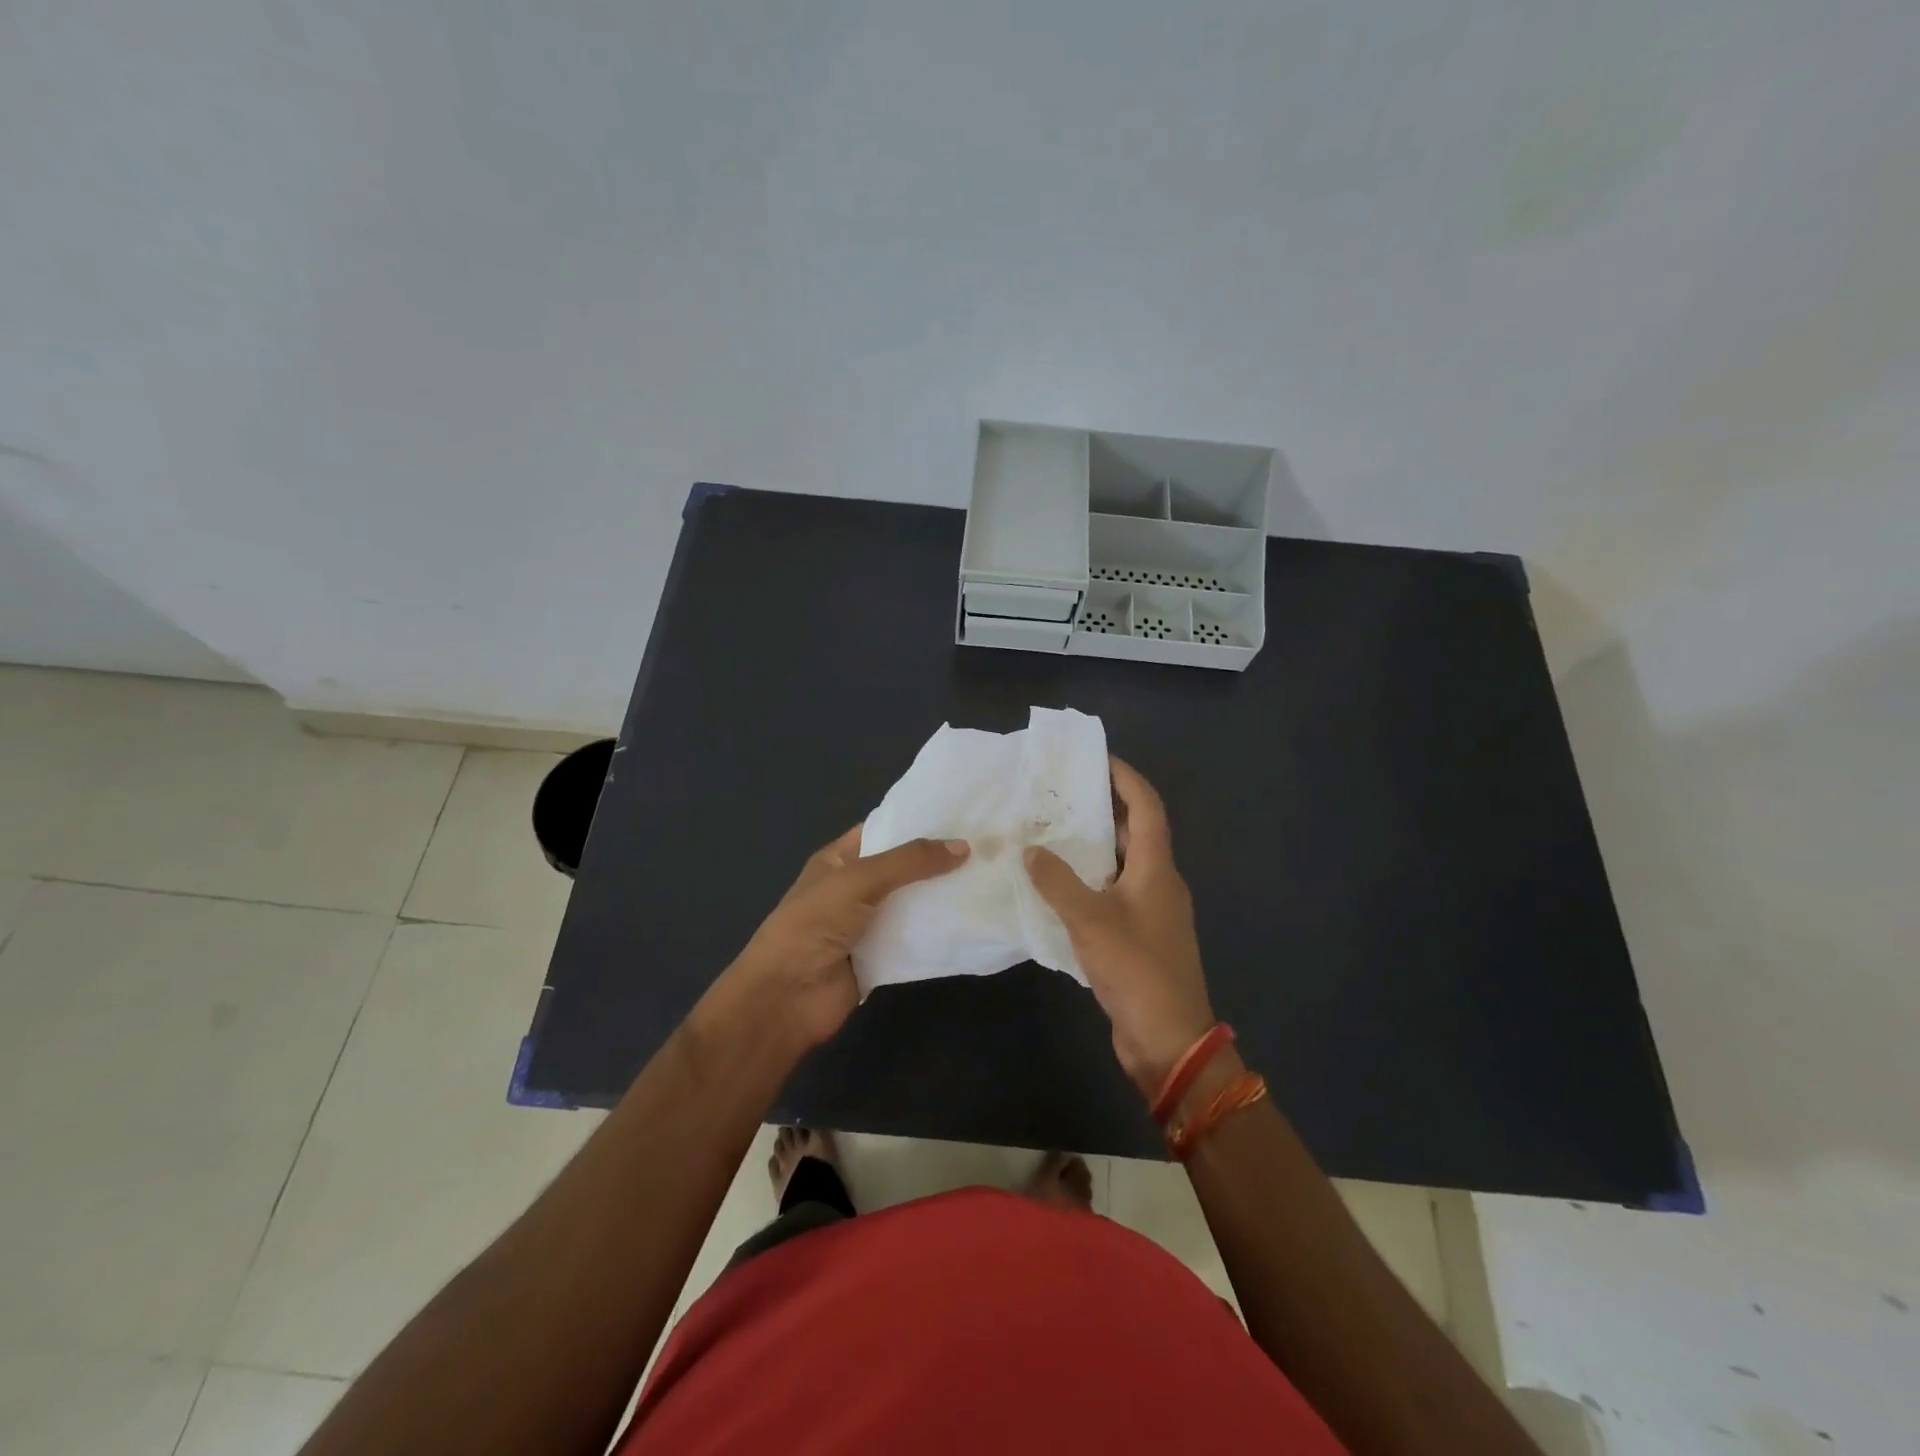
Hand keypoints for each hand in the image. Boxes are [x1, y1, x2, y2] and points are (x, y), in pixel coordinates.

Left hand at [725, 825, 969, 1048]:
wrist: (786, 997)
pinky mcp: (881, 958)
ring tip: (990, 878)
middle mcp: (853, 889)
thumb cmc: (814, 924)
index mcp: (838, 860)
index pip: (881, 830)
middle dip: (937, 860)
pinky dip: (938, 932)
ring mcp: (868, 925)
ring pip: (912, 904)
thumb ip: (910, 861)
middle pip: (902, 869)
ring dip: (942, 896)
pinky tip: (973, 919)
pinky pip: (915, 939)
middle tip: (987, 846)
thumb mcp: (859, 880)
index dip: (915, 822)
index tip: (959, 815)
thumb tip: (964, 846)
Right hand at [1025, 757, 1214, 1097]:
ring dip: (1094, 846)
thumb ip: (1057, 881)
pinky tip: (1057, 885)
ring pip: (1122, 864)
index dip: (1126, 778)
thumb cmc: (1136, 969)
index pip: (1147, 808)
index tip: (1097, 757)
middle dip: (1104, 808)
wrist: (1169, 1040)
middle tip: (1062, 793)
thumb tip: (1030, 850)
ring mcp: (1152, 912)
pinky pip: (1114, 894)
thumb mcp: (1090, 921)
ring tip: (1053, 830)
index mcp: (1156, 869)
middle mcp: (1159, 882)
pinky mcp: (1139, 937)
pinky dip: (1090, 880)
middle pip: (1136, 832)